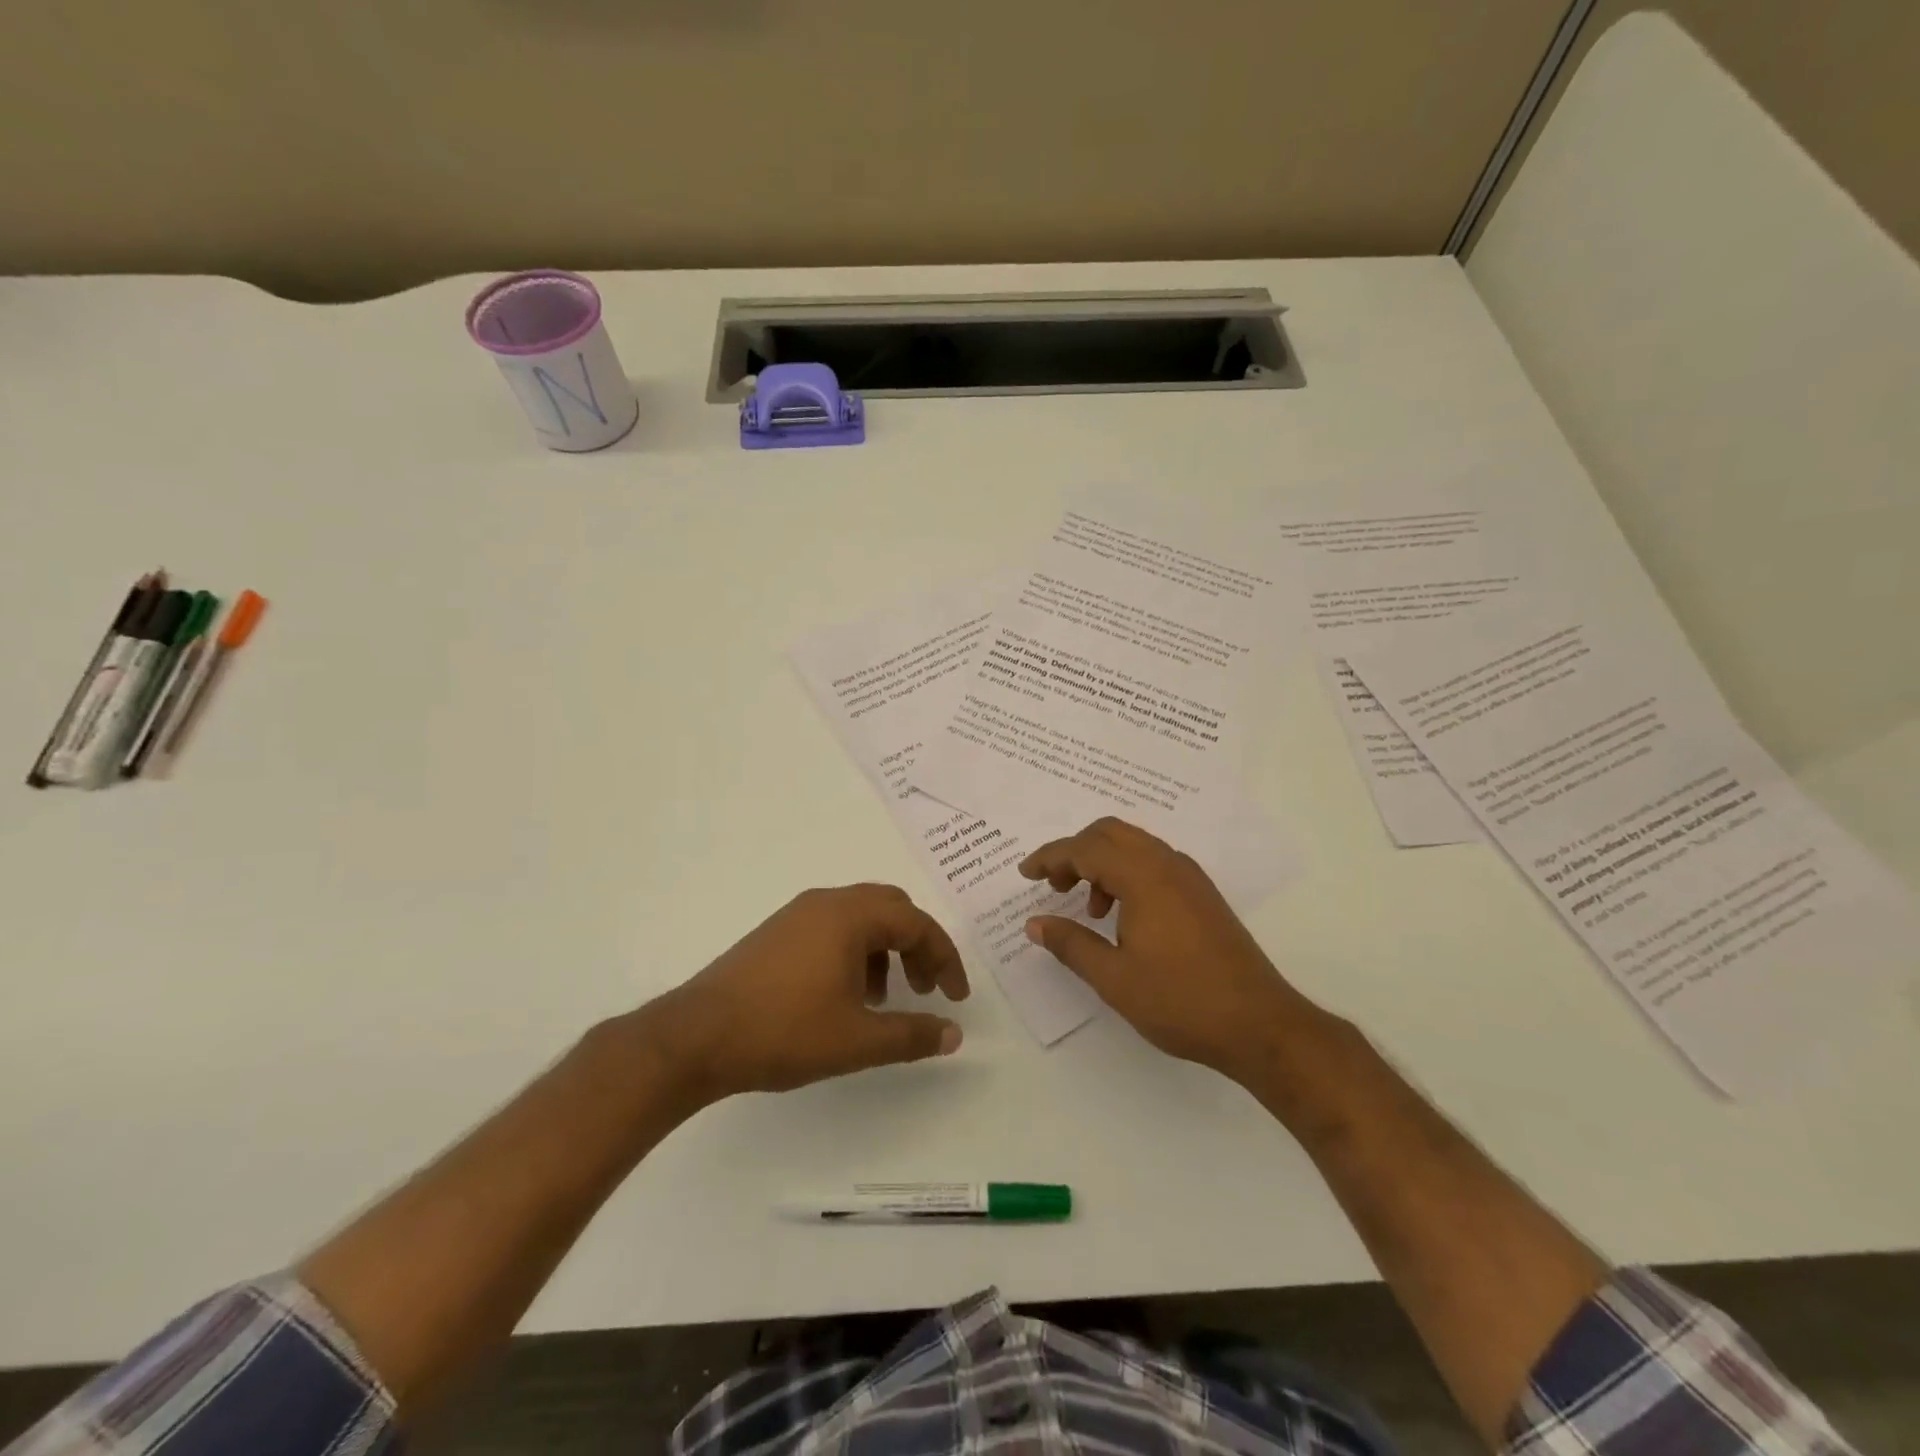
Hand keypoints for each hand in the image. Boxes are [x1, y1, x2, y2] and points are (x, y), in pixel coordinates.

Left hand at [641, 884, 969, 1102]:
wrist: (697, 1037)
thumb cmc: (785, 1032)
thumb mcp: (858, 1040)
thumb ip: (912, 1034)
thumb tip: (954, 1033)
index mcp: (851, 916)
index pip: (917, 923)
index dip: (944, 959)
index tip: (955, 997)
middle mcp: (827, 902)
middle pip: (891, 909)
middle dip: (916, 946)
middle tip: (924, 988)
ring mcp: (797, 914)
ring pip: (860, 917)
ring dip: (884, 949)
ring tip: (883, 998)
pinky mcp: (776, 932)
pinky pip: (832, 927)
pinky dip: (854, 951)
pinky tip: (843, 995)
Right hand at [1020, 818, 1313, 1079]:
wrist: (1260, 1024)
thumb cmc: (1180, 1001)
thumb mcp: (1113, 979)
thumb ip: (1071, 944)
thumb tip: (1035, 923)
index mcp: (1143, 877)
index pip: (1085, 848)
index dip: (1050, 857)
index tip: (1025, 874)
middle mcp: (1168, 864)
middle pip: (1110, 832)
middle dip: (1075, 851)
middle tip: (1054, 885)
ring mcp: (1190, 877)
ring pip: (1134, 845)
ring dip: (1102, 863)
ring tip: (1089, 909)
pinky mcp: (1203, 894)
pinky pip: (1154, 863)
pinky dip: (1127, 874)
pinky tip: (1123, 917)